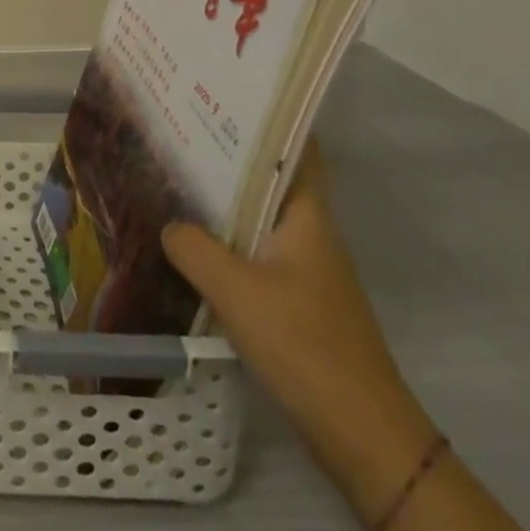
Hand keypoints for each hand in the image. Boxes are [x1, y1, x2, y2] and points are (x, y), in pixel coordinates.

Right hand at [161, 145, 436, 519]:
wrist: (361, 434)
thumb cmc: (304, 345)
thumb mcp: (236, 290)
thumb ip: (194, 247)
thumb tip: (168, 224)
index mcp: (308, 219)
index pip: (300, 152)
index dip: (271, 120)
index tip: (227, 96)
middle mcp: (311, 235)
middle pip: (272, 181)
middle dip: (230, 156)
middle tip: (180, 131)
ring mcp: (305, 270)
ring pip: (260, 218)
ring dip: (225, 200)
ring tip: (174, 177)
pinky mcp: (296, 301)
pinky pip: (255, 253)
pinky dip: (226, 240)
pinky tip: (191, 243)